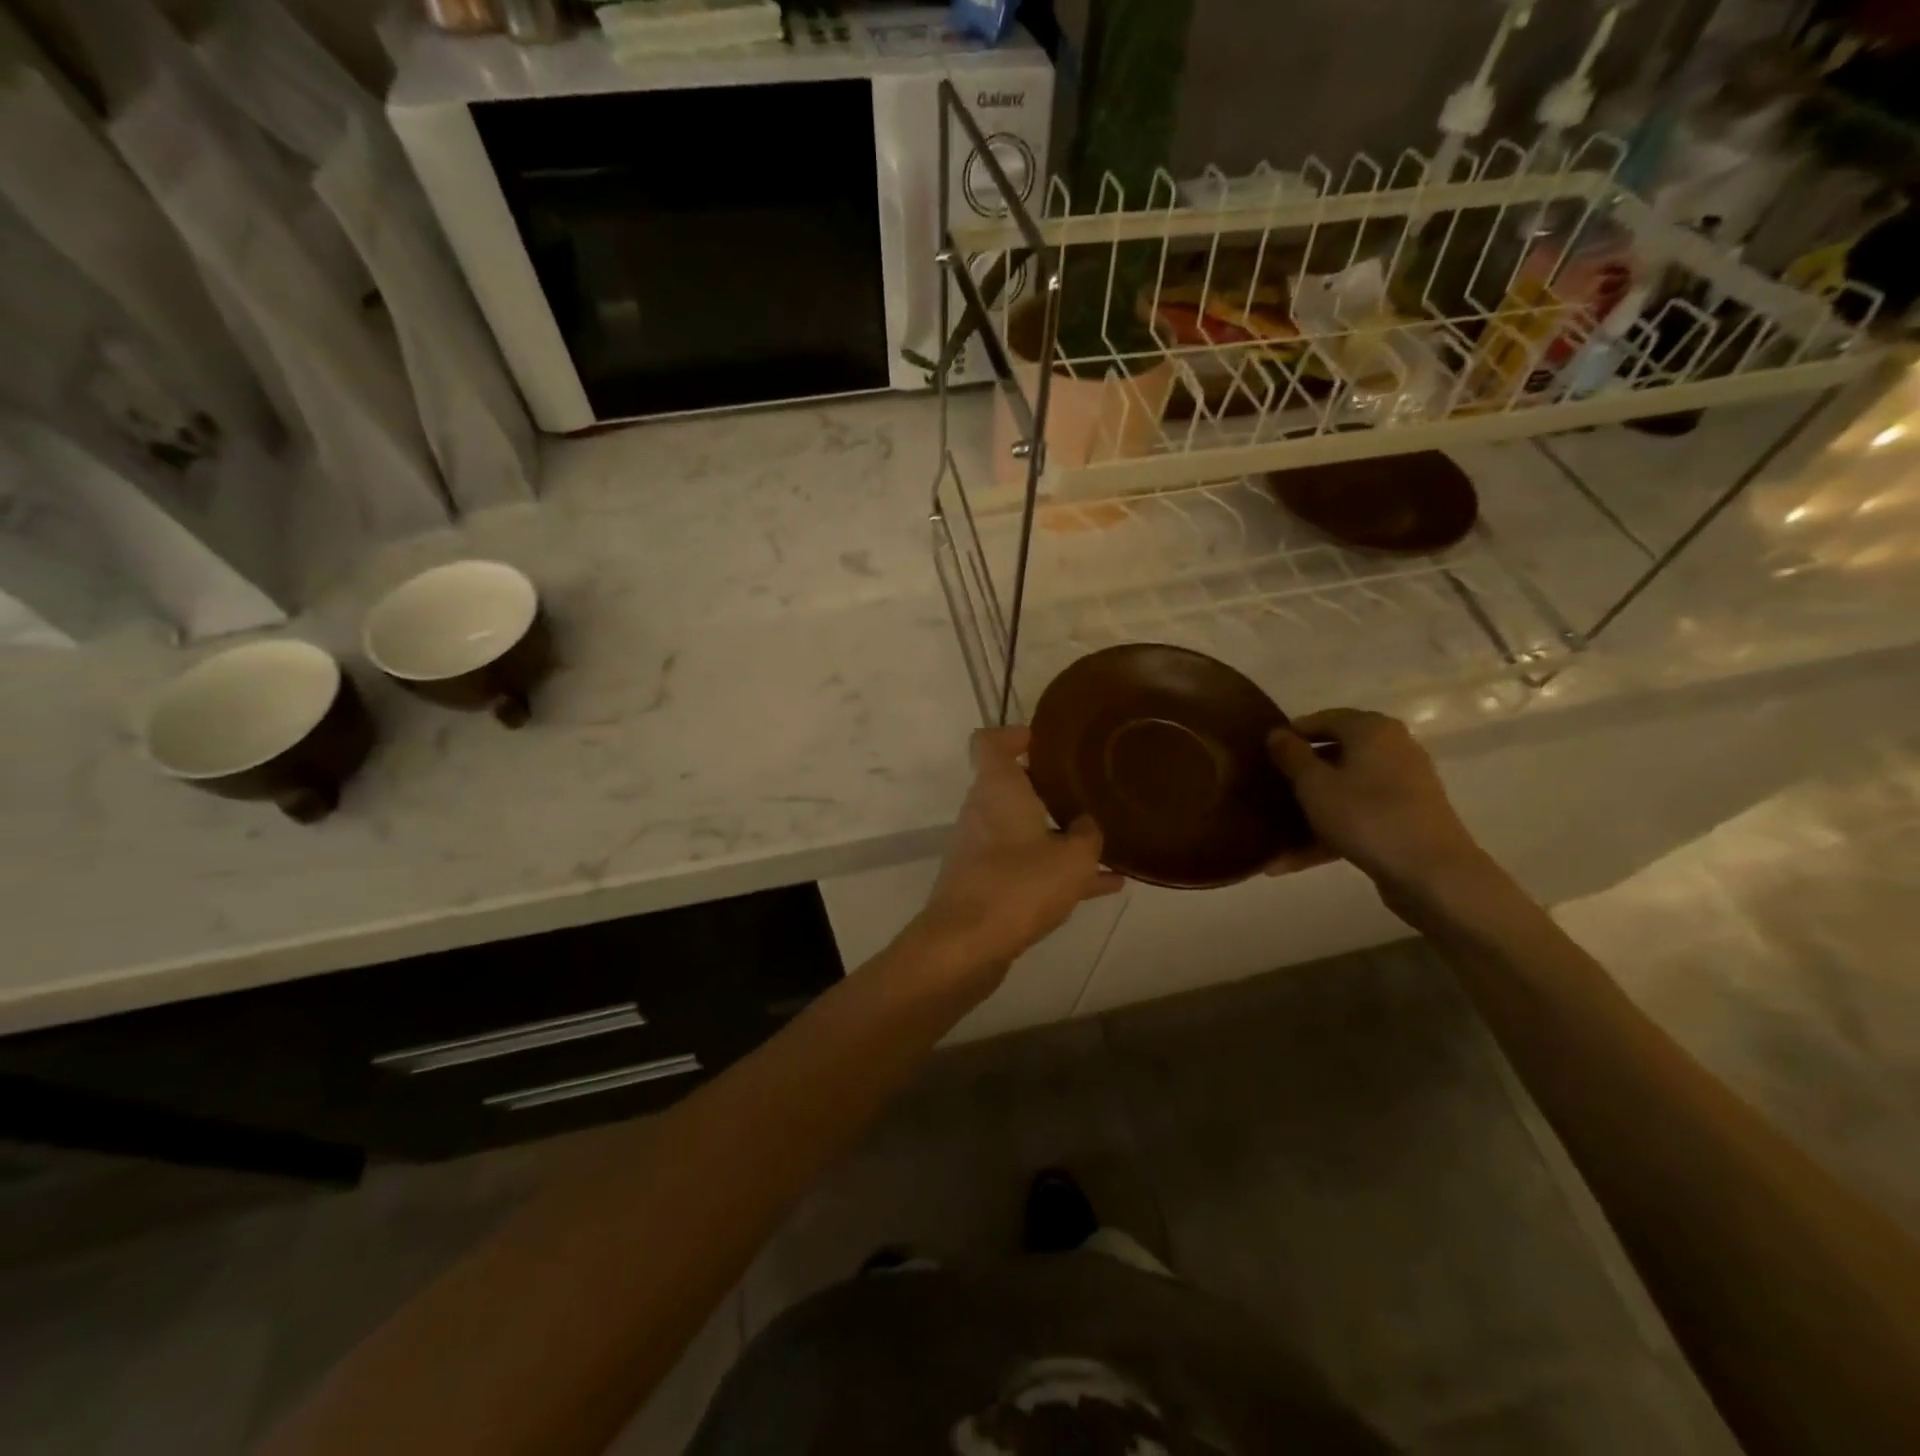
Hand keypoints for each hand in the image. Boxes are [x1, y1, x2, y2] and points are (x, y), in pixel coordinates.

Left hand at [913, 726, 1122, 980]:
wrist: (965, 946)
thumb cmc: (1019, 885)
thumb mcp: (1072, 858)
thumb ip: (1087, 835)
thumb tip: (1087, 825)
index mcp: (997, 788)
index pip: (989, 741)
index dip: (1015, 734)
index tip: (1046, 742)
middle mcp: (983, 811)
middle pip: (1011, 785)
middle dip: (1049, 788)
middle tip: (1087, 791)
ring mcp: (980, 848)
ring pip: (1023, 829)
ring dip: (1059, 834)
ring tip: (1106, 843)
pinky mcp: (984, 883)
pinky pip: (1025, 865)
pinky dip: (1055, 869)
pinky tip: (1104, 886)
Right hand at [1264, 709, 1487, 894]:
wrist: (1433, 874)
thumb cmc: (1366, 816)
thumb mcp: (1314, 784)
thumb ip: (1291, 755)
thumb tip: (1276, 733)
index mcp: (1372, 729)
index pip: (1323, 719)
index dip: (1291, 734)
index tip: (1262, 755)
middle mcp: (1393, 748)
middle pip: (1334, 755)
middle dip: (1299, 776)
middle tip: (1267, 789)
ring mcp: (1402, 786)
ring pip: (1344, 791)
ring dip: (1308, 812)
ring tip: (1273, 834)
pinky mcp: (1405, 819)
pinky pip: (1357, 817)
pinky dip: (1328, 833)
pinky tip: (1292, 861)